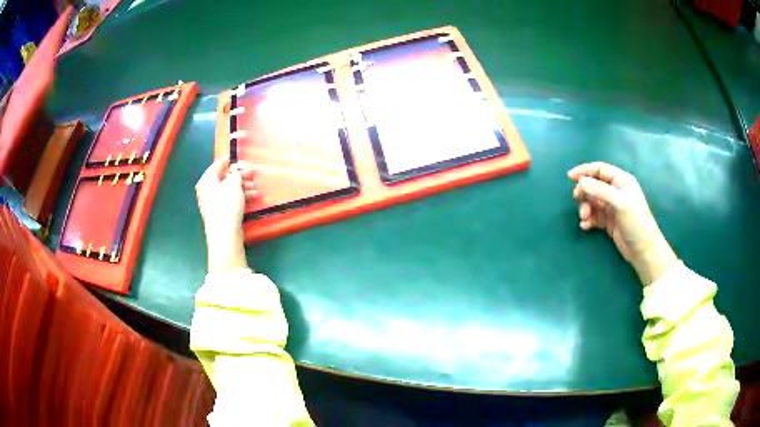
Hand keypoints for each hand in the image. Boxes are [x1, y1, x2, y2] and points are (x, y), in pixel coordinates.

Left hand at [195, 159, 256, 272]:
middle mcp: (206, 190)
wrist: (224, 233)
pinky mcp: (219, 213)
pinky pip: (230, 199)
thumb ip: (237, 172)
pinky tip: (251, 197)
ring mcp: (212, 203)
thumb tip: (237, 169)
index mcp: (206, 180)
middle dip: (239, 175)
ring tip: (255, 188)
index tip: (241, 158)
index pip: (218, 164)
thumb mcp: (234, 183)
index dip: (231, 160)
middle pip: (224, 177)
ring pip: (228, 189)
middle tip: (251, 174)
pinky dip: (240, 196)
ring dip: (242, 187)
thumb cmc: (226, 204)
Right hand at [568, 162, 677, 285]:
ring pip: (593, 201)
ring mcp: (612, 207)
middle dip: (584, 191)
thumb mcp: (619, 203)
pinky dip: (588, 219)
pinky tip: (585, 226)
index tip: (570, 177)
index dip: (585, 171)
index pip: (600, 169)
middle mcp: (616, 191)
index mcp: (621, 181)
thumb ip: (600, 190)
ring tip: (584, 217)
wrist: (643, 250)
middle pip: (594, 185)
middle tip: (577, 198)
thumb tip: (581, 182)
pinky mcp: (609, 222)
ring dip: (586, 207)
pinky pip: (594, 216)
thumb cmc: (635, 222)